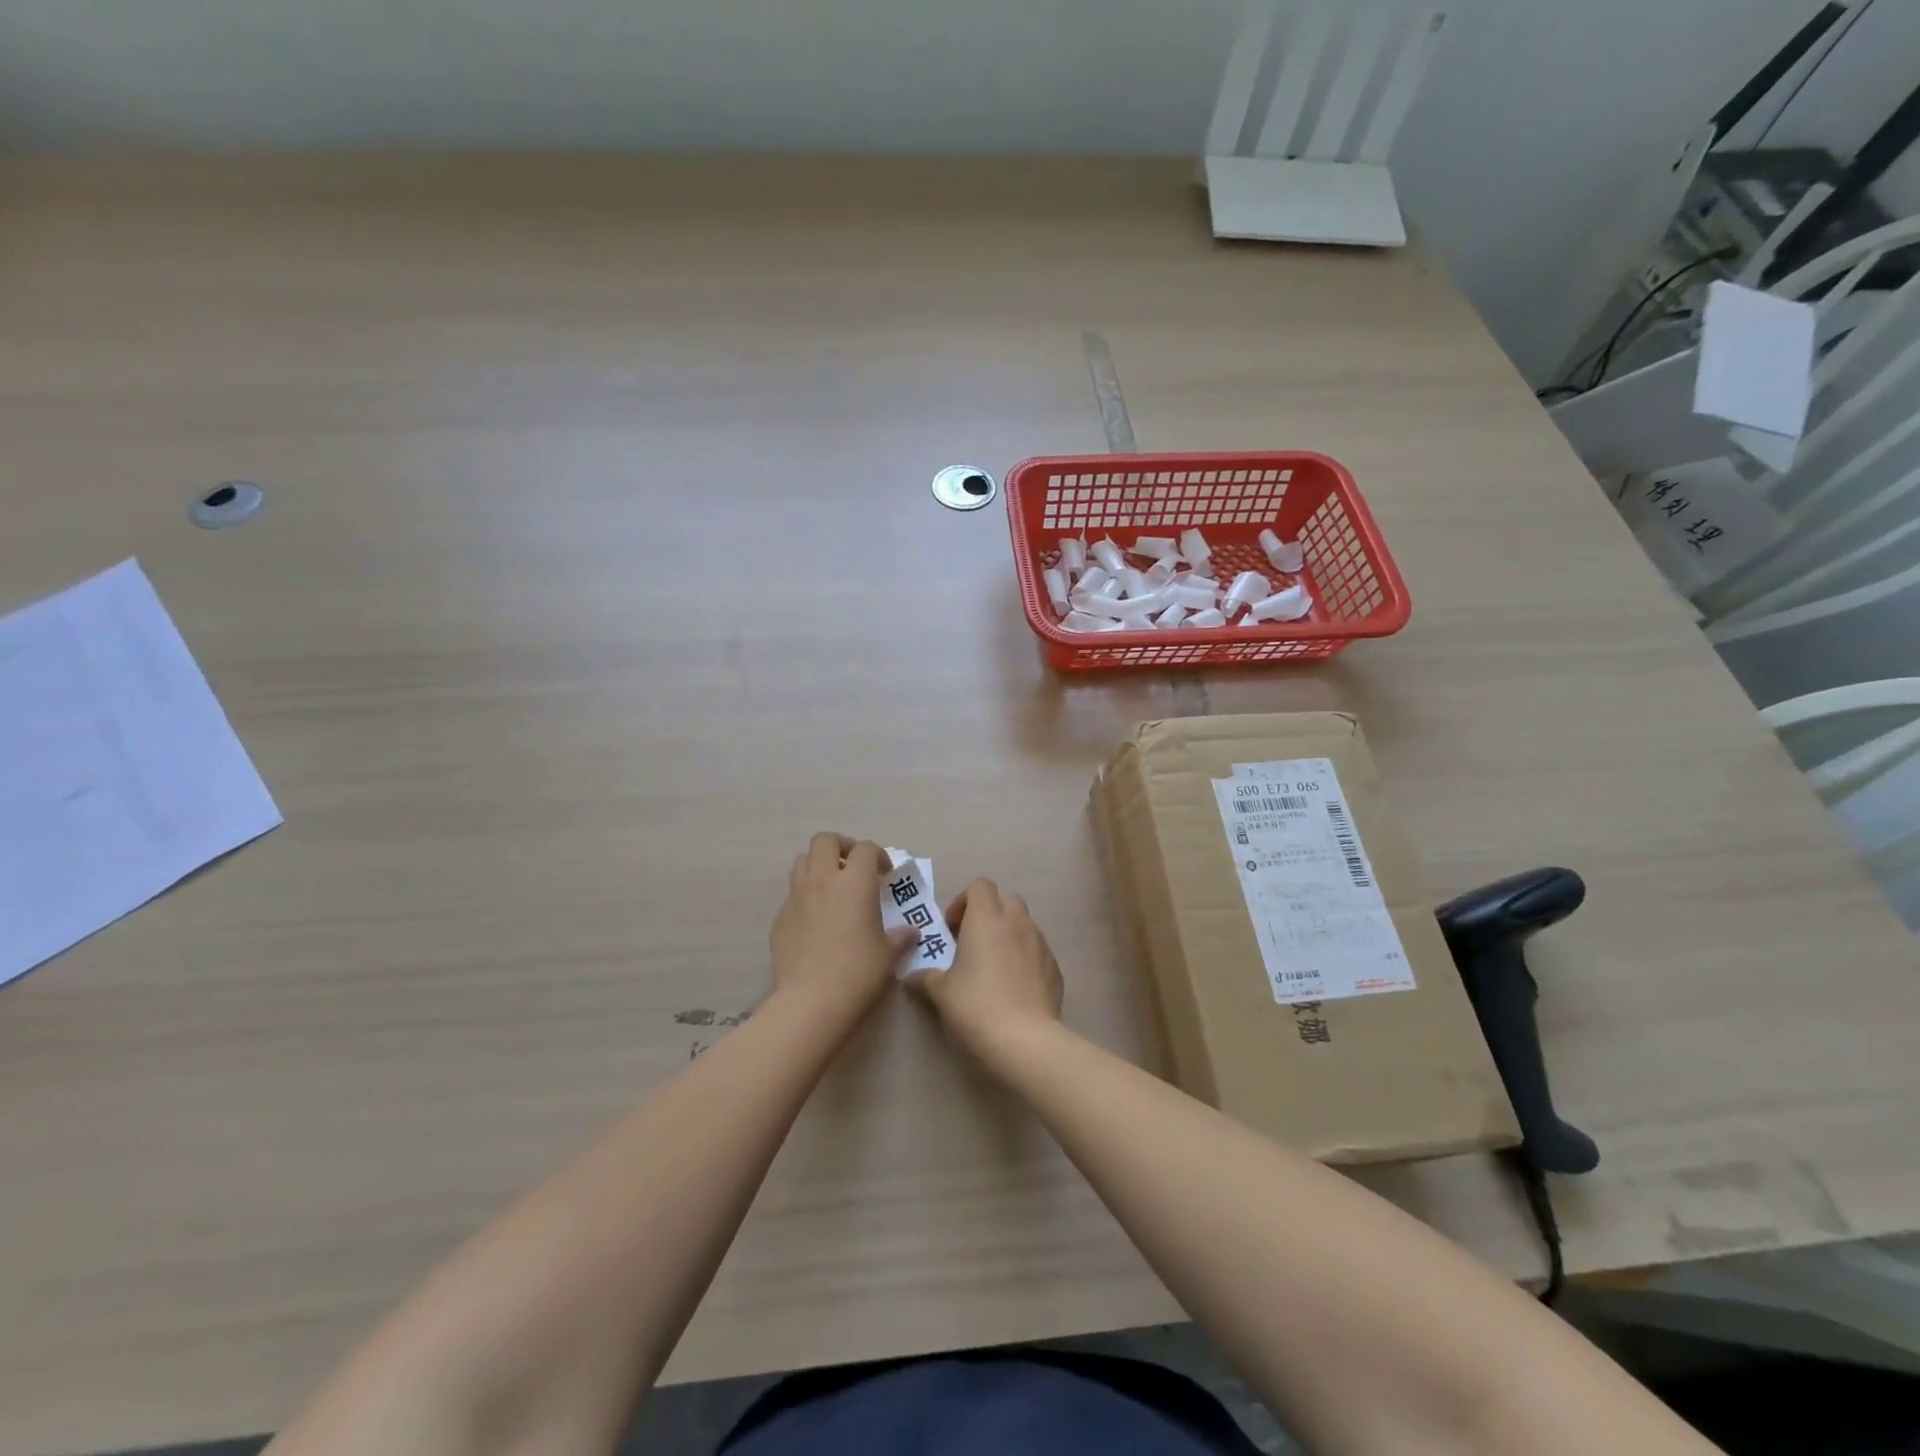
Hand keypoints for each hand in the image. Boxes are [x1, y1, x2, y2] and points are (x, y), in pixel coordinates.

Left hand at [770, 833, 914, 1020]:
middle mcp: (822, 880)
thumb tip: (911, 933)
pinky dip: (805, 897)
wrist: (812, 1002)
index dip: (878, 855)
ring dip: (819, 866)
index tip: (885, 874)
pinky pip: (792, 895)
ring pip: (802, 862)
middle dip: (841, 847)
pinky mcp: (779, 919)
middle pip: (825, 841)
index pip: (865, 849)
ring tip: (833, 888)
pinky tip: (816, 922)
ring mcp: (796, 898)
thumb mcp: (889, 955)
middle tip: (854, 868)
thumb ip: (900, 937)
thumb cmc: (860, 972)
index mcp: (854, 882)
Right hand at [907, 878, 1062, 1056]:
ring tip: (995, 967)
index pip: (980, 885)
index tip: (952, 929)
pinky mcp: (1055, 967)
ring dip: (1009, 935)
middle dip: (990, 915)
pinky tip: (1015, 987)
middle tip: (973, 943)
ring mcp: (1040, 943)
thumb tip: (912, 976)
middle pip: (1006, 900)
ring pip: (1024, 925)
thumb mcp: (941, 992)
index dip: (964, 901)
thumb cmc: (976, 1006)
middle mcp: (1017, 922)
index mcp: (986, 918)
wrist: (1024, 1039)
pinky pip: (1038, 951)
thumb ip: (926, 977)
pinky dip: (1026, 958)